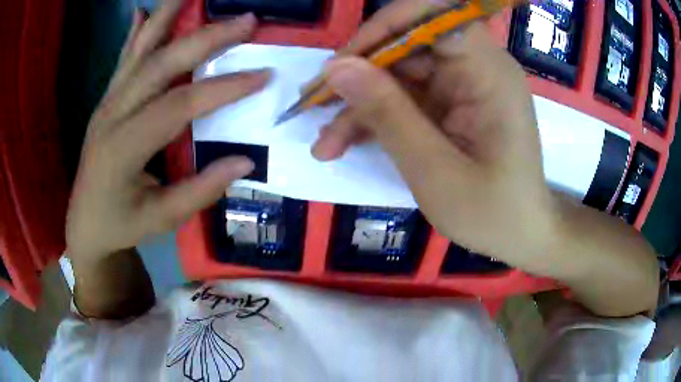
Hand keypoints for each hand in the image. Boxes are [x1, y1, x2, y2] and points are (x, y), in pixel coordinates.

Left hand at [66, 4, 268, 267]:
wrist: (84, 223)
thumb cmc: (120, 225)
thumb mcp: (161, 219)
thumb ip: (201, 190)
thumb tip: (246, 160)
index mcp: (123, 148)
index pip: (178, 105)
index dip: (222, 88)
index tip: (262, 76)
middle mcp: (112, 115)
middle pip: (161, 64)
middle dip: (206, 38)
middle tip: (246, 20)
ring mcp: (107, 103)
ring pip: (139, 51)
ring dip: (166, 17)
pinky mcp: (106, 101)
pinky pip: (123, 61)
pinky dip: (135, 33)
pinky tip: (141, 11)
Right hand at [313, 19, 556, 262]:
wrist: (519, 235)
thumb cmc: (491, 212)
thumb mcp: (434, 170)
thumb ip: (387, 114)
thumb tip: (336, 67)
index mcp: (487, 71)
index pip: (433, 15)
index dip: (384, 28)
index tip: (342, 62)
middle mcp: (475, 67)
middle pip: (406, 45)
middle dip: (358, 75)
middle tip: (314, 106)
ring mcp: (461, 85)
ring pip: (398, 75)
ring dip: (359, 105)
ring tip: (323, 143)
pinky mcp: (450, 104)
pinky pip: (405, 98)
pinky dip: (375, 119)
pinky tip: (343, 144)